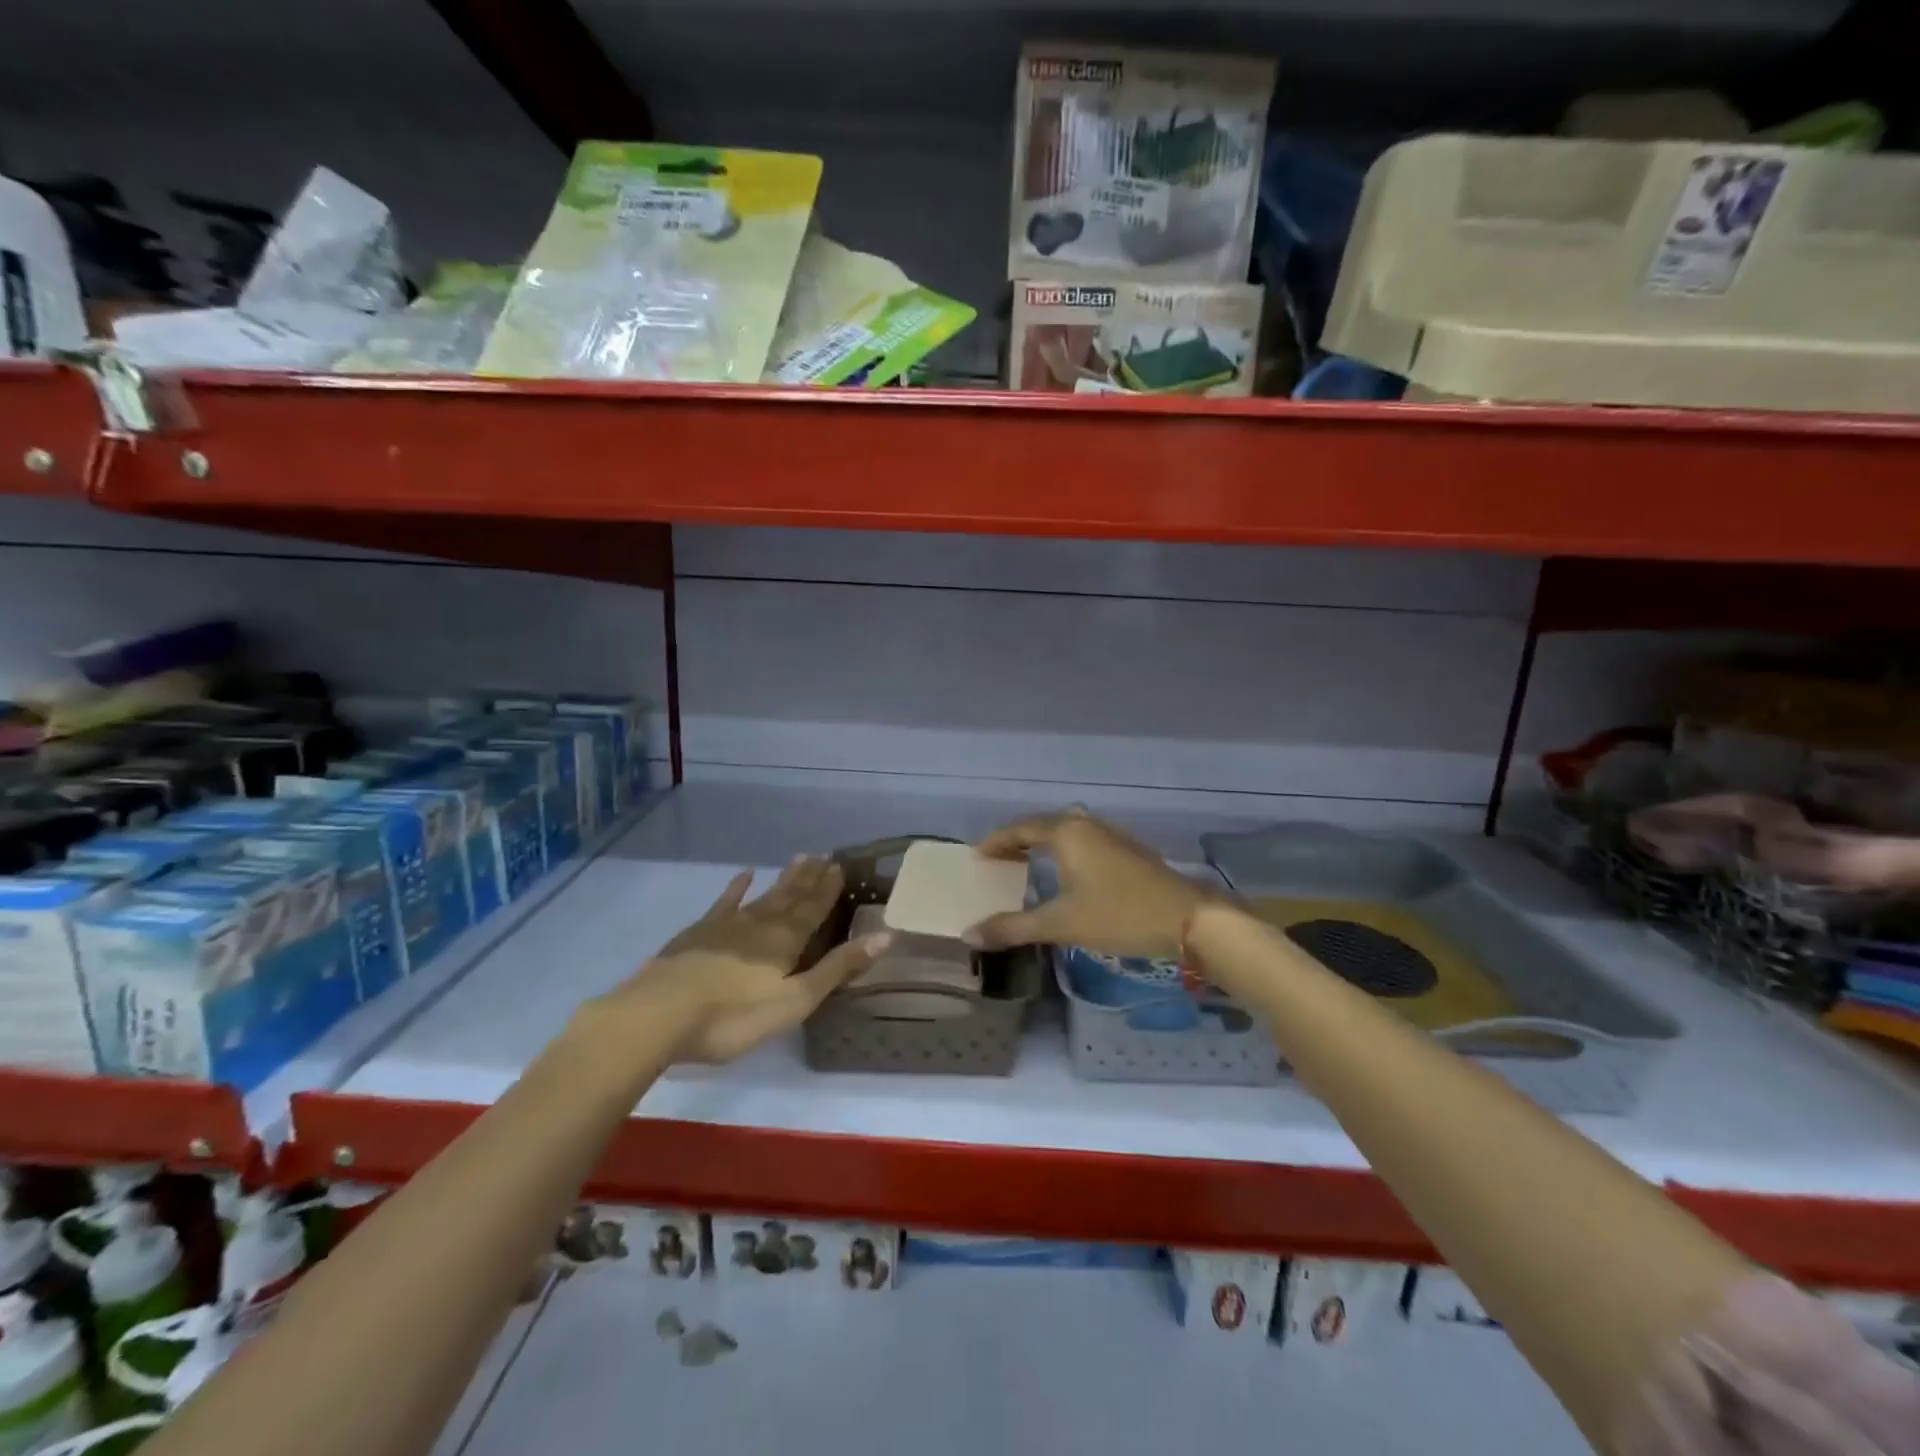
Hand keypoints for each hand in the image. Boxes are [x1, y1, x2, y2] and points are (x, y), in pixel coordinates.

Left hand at [589, 857, 890, 1062]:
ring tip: (799, 859)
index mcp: (785, 941)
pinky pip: (724, 903)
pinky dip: (736, 888)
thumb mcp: (794, 1001)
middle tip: (823, 855)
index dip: (828, 889)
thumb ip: (837, 969)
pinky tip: (744, 875)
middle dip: (809, 878)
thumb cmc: (733, 1017)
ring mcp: (726, 926)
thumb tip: (886, 936)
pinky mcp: (697, 934)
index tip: (840, 866)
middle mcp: (760, 924)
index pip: (814, 909)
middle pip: (790, 897)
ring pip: (763, 896)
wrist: (658, 1015)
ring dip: (783, 879)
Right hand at [964, 810, 1220, 959]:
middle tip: (998, 860)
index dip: (996, 841)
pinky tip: (1066, 873)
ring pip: (1067, 831)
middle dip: (1018, 839)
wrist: (1187, 919)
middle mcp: (1087, 825)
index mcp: (1066, 833)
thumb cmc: (1119, 915)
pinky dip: (1064, 850)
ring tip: (1026, 863)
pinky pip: (1083, 840)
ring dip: (1043, 843)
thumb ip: (1013, 927)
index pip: (1020, 828)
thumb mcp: (1061, 924)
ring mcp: (1111, 835)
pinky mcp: (1128, 851)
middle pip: (1043, 824)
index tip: (978, 856)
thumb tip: (968, 934)